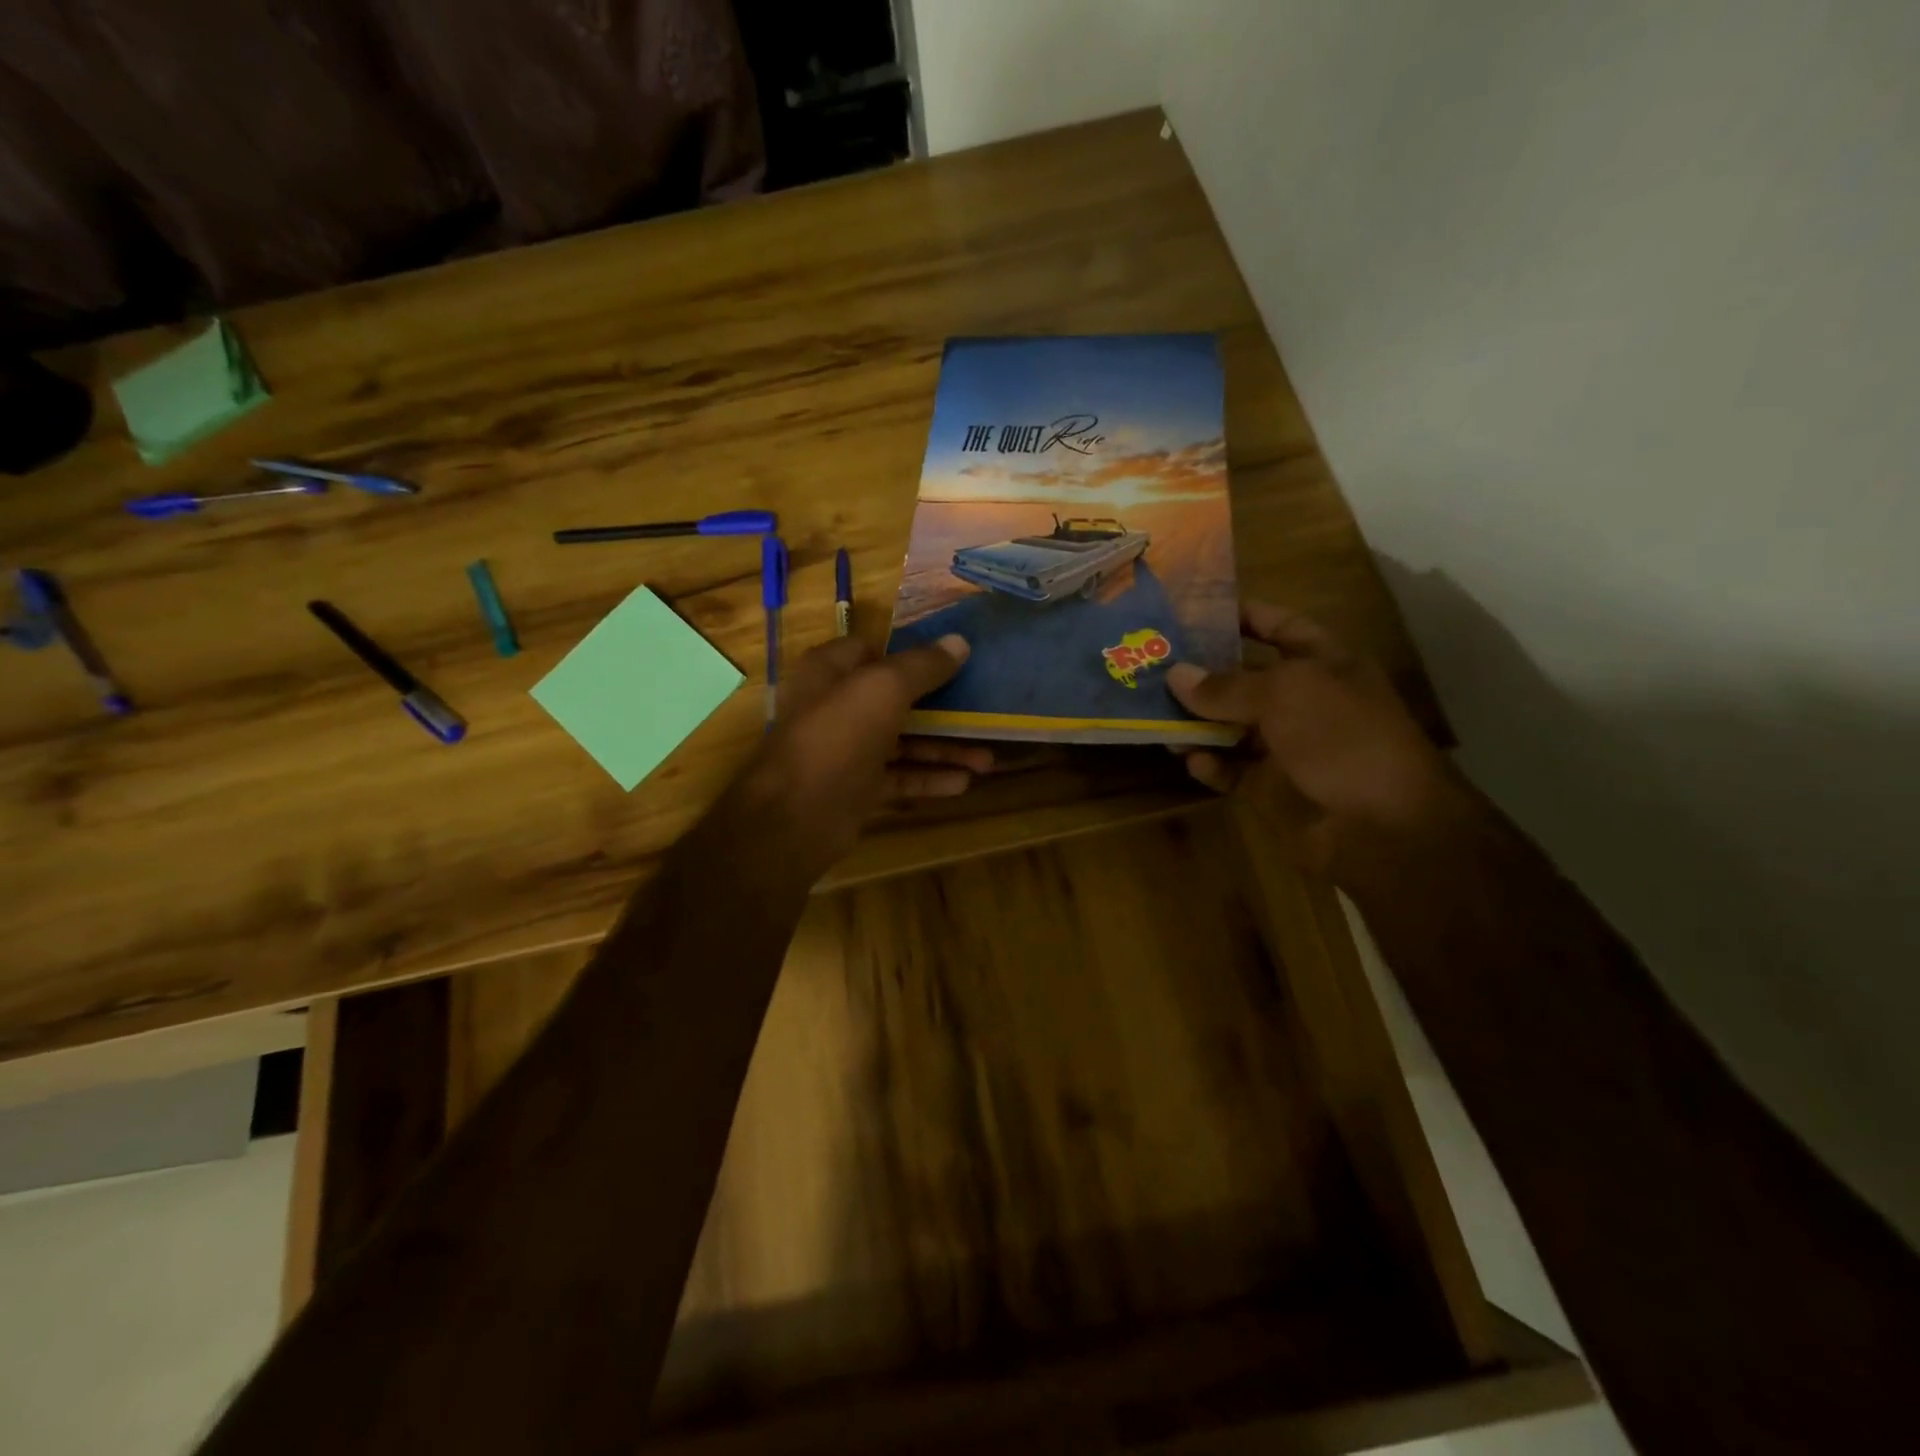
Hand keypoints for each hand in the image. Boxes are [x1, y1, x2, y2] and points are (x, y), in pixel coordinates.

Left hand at [726, 633, 990, 879]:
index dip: (911, 653)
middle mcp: (837, 706)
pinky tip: (964, 783)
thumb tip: (960, 642)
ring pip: (903, 742)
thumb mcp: (884, 688)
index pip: (873, 650)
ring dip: (944, 749)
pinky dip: (929, 778)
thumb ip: (923, 665)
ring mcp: (846, 750)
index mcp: (831, 671)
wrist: (795, 816)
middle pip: (896, 699)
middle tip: (984, 712)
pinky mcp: (856, 788)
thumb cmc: (837, 736)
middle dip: (942, 708)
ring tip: (987, 759)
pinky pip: (899, 777)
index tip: (953, 659)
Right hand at [1165, 601, 1460, 871]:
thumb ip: (1226, 685)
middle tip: (1153, 665)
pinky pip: (1231, 770)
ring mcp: (1287, 747)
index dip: (1243, 616)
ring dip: (1196, 723)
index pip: (1280, 627)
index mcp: (1323, 664)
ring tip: (1157, 718)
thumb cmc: (1342, 737)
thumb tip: (1175, 675)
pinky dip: (1210, 765)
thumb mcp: (1284, 694)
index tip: (1193, 613)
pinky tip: (1190, 760)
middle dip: (1203, 672)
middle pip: (1244, 678)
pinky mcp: (1271, 789)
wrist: (1382, 825)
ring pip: (1230, 727)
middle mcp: (1304, 701)